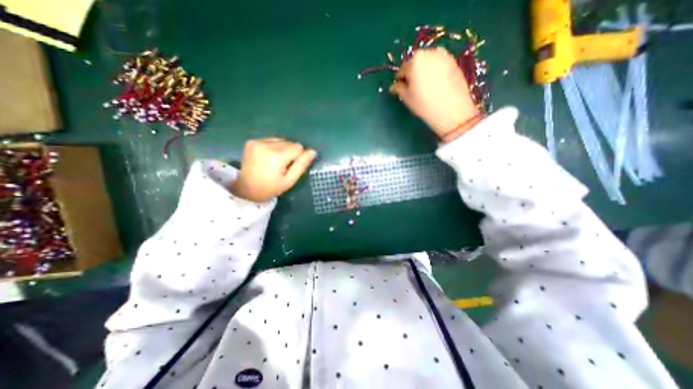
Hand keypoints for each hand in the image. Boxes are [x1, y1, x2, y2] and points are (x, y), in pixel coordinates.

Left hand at [233, 137, 318, 203]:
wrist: (246, 189)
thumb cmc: (271, 187)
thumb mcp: (290, 180)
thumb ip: (302, 165)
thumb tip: (313, 151)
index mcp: (277, 156)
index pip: (298, 147)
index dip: (298, 157)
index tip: (291, 167)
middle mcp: (267, 145)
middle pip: (289, 142)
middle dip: (290, 152)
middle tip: (282, 166)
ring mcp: (257, 142)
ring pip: (281, 140)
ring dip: (282, 149)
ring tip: (275, 161)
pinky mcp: (252, 141)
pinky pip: (271, 139)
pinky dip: (273, 147)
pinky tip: (268, 157)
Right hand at [389, 48, 482, 139]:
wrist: (452, 111)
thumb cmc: (424, 104)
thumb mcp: (407, 98)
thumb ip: (398, 88)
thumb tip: (394, 86)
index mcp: (415, 59)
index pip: (402, 69)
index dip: (401, 80)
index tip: (402, 89)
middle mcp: (430, 52)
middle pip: (416, 63)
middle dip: (413, 74)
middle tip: (414, 89)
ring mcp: (444, 56)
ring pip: (428, 63)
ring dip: (424, 72)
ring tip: (426, 88)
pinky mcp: (454, 62)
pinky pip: (439, 65)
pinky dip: (435, 72)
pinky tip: (436, 86)